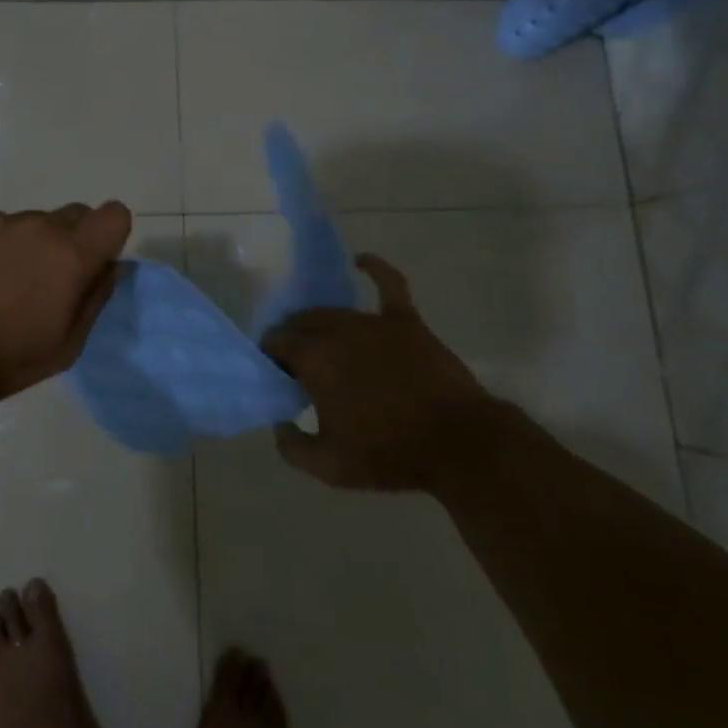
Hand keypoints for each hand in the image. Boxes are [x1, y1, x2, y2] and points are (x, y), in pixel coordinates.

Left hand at [0, 202, 131, 402]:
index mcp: (70, 255)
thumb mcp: (65, 347)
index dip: (111, 236)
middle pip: (76, 213)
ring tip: (4, 284)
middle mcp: (39, 227)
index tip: (94, 263)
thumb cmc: (3, 360)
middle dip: (74, 240)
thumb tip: (111, 267)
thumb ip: (95, 299)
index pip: (114, 215)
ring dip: (33, 244)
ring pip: (34, 221)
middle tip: (50, 280)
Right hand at [262, 254, 497, 492]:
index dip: (270, 356)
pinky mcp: (406, 321)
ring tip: (322, 343)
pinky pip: (388, 284)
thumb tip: (278, 424)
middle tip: (297, 367)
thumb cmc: (389, 453)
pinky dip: (374, 268)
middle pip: (301, 322)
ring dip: (320, 324)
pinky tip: (361, 261)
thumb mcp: (329, 466)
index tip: (276, 376)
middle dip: (292, 339)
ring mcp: (373, 321)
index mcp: (314, 358)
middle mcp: (337, 330)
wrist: (457, 443)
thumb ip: (291, 445)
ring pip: (334, 312)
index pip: (276, 342)